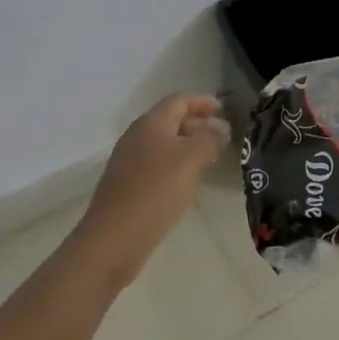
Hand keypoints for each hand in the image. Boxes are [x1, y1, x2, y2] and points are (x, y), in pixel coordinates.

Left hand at [74, 93, 229, 287]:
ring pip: (163, 143)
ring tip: (209, 158)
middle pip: (169, 119)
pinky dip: (175, 164)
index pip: (179, 100)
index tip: (224, 109)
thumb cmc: (156, 191)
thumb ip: (209, 138)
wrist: (114, 239)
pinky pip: (156, 163)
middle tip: (221, 134)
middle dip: (196, 123)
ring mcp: (128, 161)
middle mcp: (136, 136)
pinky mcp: (126, 185)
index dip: (203, 101)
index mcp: (150, 123)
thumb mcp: (191, 160)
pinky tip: (187, 181)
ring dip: (187, 145)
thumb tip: (220, 126)